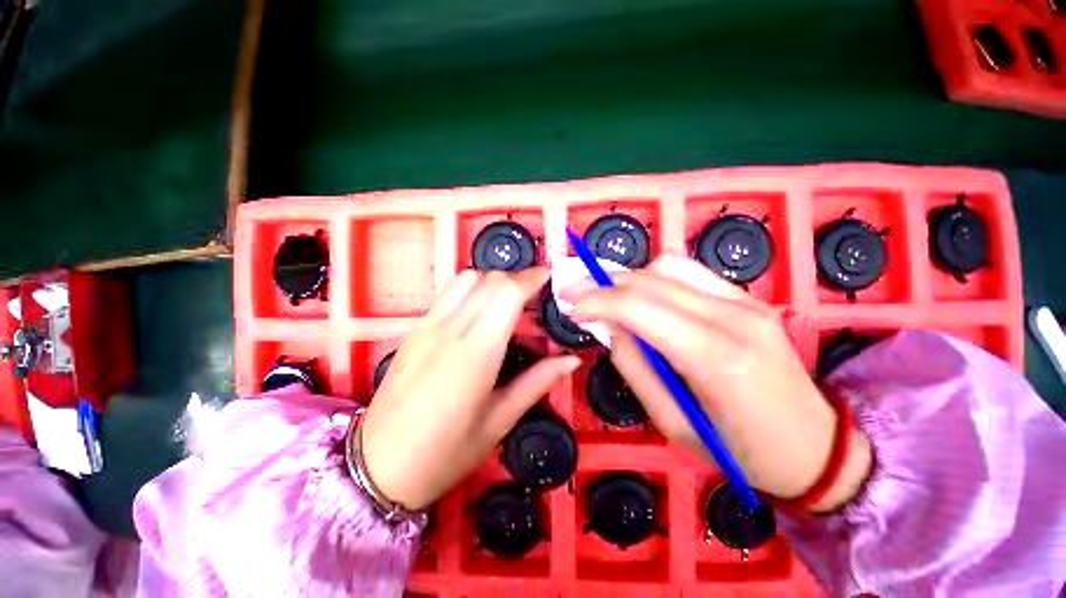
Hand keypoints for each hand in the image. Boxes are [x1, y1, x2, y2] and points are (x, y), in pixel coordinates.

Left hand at [360, 268, 580, 510]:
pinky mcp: (414, 330)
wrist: (377, 468)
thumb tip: (572, 359)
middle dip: (518, 279)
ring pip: (466, 279)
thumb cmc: (445, 453)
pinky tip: (481, 314)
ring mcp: (427, 326)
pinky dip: (473, 290)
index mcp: (475, 353)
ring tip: (510, 304)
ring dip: (494, 281)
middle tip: (537, 299)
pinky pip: (448, 294)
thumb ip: (538, 382)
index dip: (532, 279)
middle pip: (489, 279)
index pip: (507, 293)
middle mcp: (449, 329)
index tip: (550, 279)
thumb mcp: (499, 421)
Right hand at [567, 254, 870, 510]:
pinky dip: (655, 277)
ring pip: (669, 266)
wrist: (815, 445)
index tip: (569, 305)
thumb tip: (609, 327)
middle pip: (651, 281)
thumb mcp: (671, 422)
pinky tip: (644, 297)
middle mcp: (734, 317)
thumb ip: (634, 367)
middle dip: (603, 283)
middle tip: (575, 294)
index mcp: (716, 358)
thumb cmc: (740, 450)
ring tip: (608, 297)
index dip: (597, 301)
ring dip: (629, 278)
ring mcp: (747, 301)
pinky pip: (689, 271)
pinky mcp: (750, 297)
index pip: (640, 308)